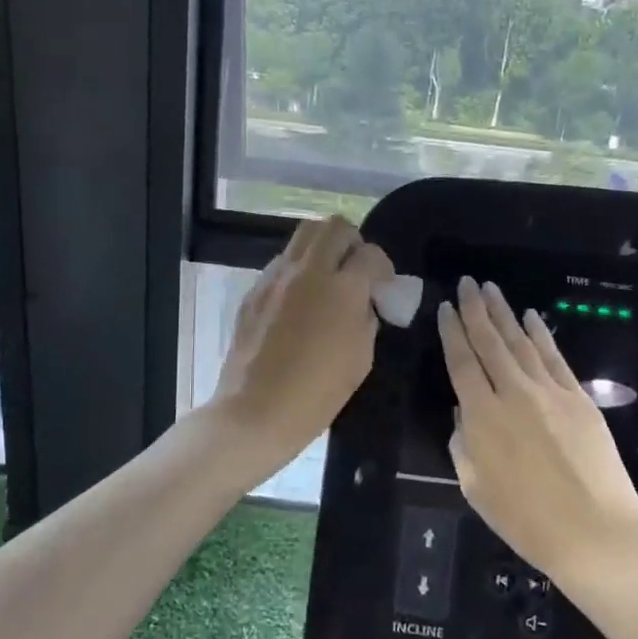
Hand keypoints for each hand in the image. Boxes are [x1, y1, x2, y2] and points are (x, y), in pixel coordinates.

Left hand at [211, 216, 393, 471]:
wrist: (254, 412)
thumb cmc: (316, 395)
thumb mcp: (360, 359)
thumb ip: (367, 319)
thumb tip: (364, 302)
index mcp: (342, 289)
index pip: (371, 254)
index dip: (383, 268)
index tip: (382, 286)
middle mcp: (308, 272)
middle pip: (334, 226)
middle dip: (352, 242)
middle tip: (354, 270)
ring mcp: (275, 278)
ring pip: (303, 236)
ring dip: (323, 249)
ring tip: (327, 280)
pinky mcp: (254, 291)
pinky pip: (282, 263)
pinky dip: (298, 270)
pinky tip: (300, 302)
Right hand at [439, 277, 637, 587]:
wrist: (596, 533)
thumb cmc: (527, 521)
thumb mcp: (476, 488)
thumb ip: (464, 444)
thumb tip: (466, 413)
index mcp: (483, 416)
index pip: (462, 362)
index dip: (452, 333)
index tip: (445, 308)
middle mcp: (514, 393)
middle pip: (490, 343)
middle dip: (475, 310)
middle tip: (467, 283)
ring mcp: (550, 392)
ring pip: (521, 343)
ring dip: (505, 314)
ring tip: (491, 290)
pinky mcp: (579, 398)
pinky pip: (555, 357)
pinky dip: (541, 334)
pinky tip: (532, 317)